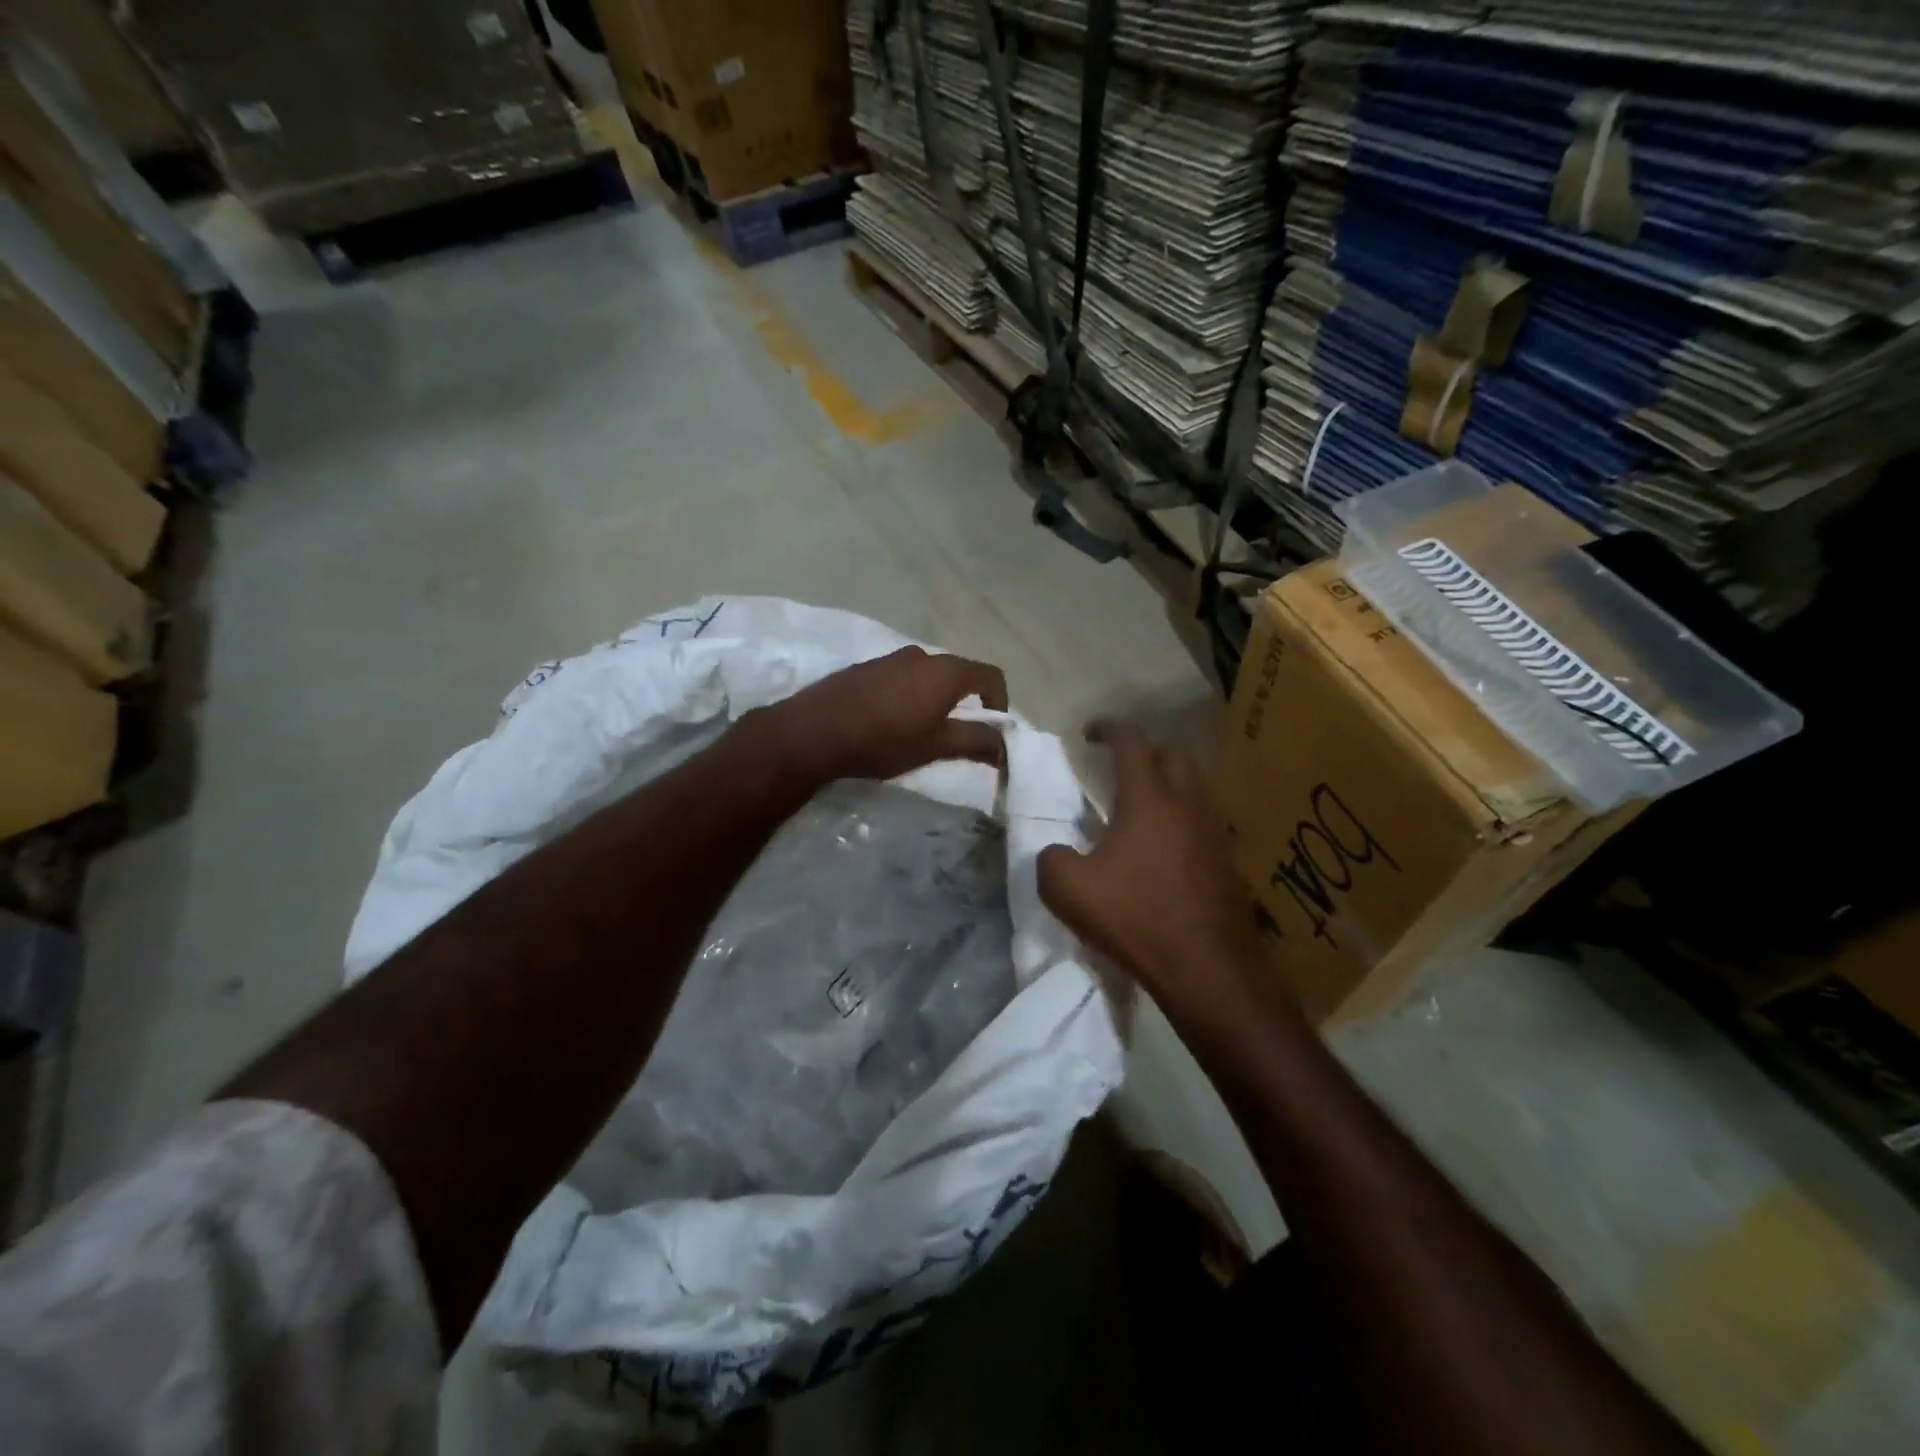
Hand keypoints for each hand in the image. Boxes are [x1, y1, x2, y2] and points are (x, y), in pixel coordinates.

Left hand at [754, 646, 1009, 783]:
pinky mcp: (866, 668)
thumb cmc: (883, 740)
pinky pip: (902, 678)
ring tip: (922, 732)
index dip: (1000, 704)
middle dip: (966, 704)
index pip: (991, 676)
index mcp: (946, 670)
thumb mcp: (936, 746)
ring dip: (936, 700)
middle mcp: (922, 655)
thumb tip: (1005, 745)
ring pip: (929, 676)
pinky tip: (890, 723)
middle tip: (957, 737)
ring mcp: (891, 658)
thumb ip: (976, 742)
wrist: (813, 732)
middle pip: (960, 674)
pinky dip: (910, 696)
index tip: (991, 732)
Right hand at [1038, 724, 1271, 1029]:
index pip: (1132, 742)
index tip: (1091, 732)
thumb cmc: (1135, 917)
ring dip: (1170, 787)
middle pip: (1174, 756)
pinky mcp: (1229, 863)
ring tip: (1144, 808)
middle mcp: (1188, 805)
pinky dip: (1184, 822)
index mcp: (1149, 799)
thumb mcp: (1068, 890)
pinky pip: (1205, 824)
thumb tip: (1056, 852)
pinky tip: (1168, 849)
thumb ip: (1051, 859)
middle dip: (1146, 751)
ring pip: (1195, 790)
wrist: (1207, 968)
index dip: (1109, 728)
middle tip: (1120, 767)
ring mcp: (1215, 833)